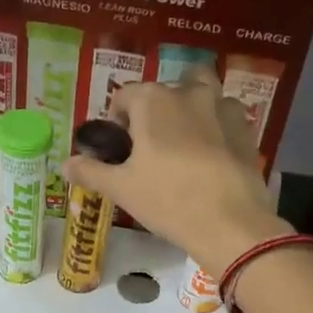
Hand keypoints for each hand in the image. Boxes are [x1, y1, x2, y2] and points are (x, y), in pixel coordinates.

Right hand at [60, 73, 291, 276]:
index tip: (122, 149)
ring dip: (191, 108)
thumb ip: (91, 171)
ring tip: (186, 143)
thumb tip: (65, 164)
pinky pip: (225, 116)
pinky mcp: (246, 127)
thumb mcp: (122, 189)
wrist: (230, 222)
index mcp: (152, 100)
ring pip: (202, 93)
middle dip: (156, 111)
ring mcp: (222, 106)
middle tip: (153, 147)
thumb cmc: (168, 200)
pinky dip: (216, 127)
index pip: (124, 96)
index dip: (118, 121)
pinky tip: (212, 156)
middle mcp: (188, 92)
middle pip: (164, 91)